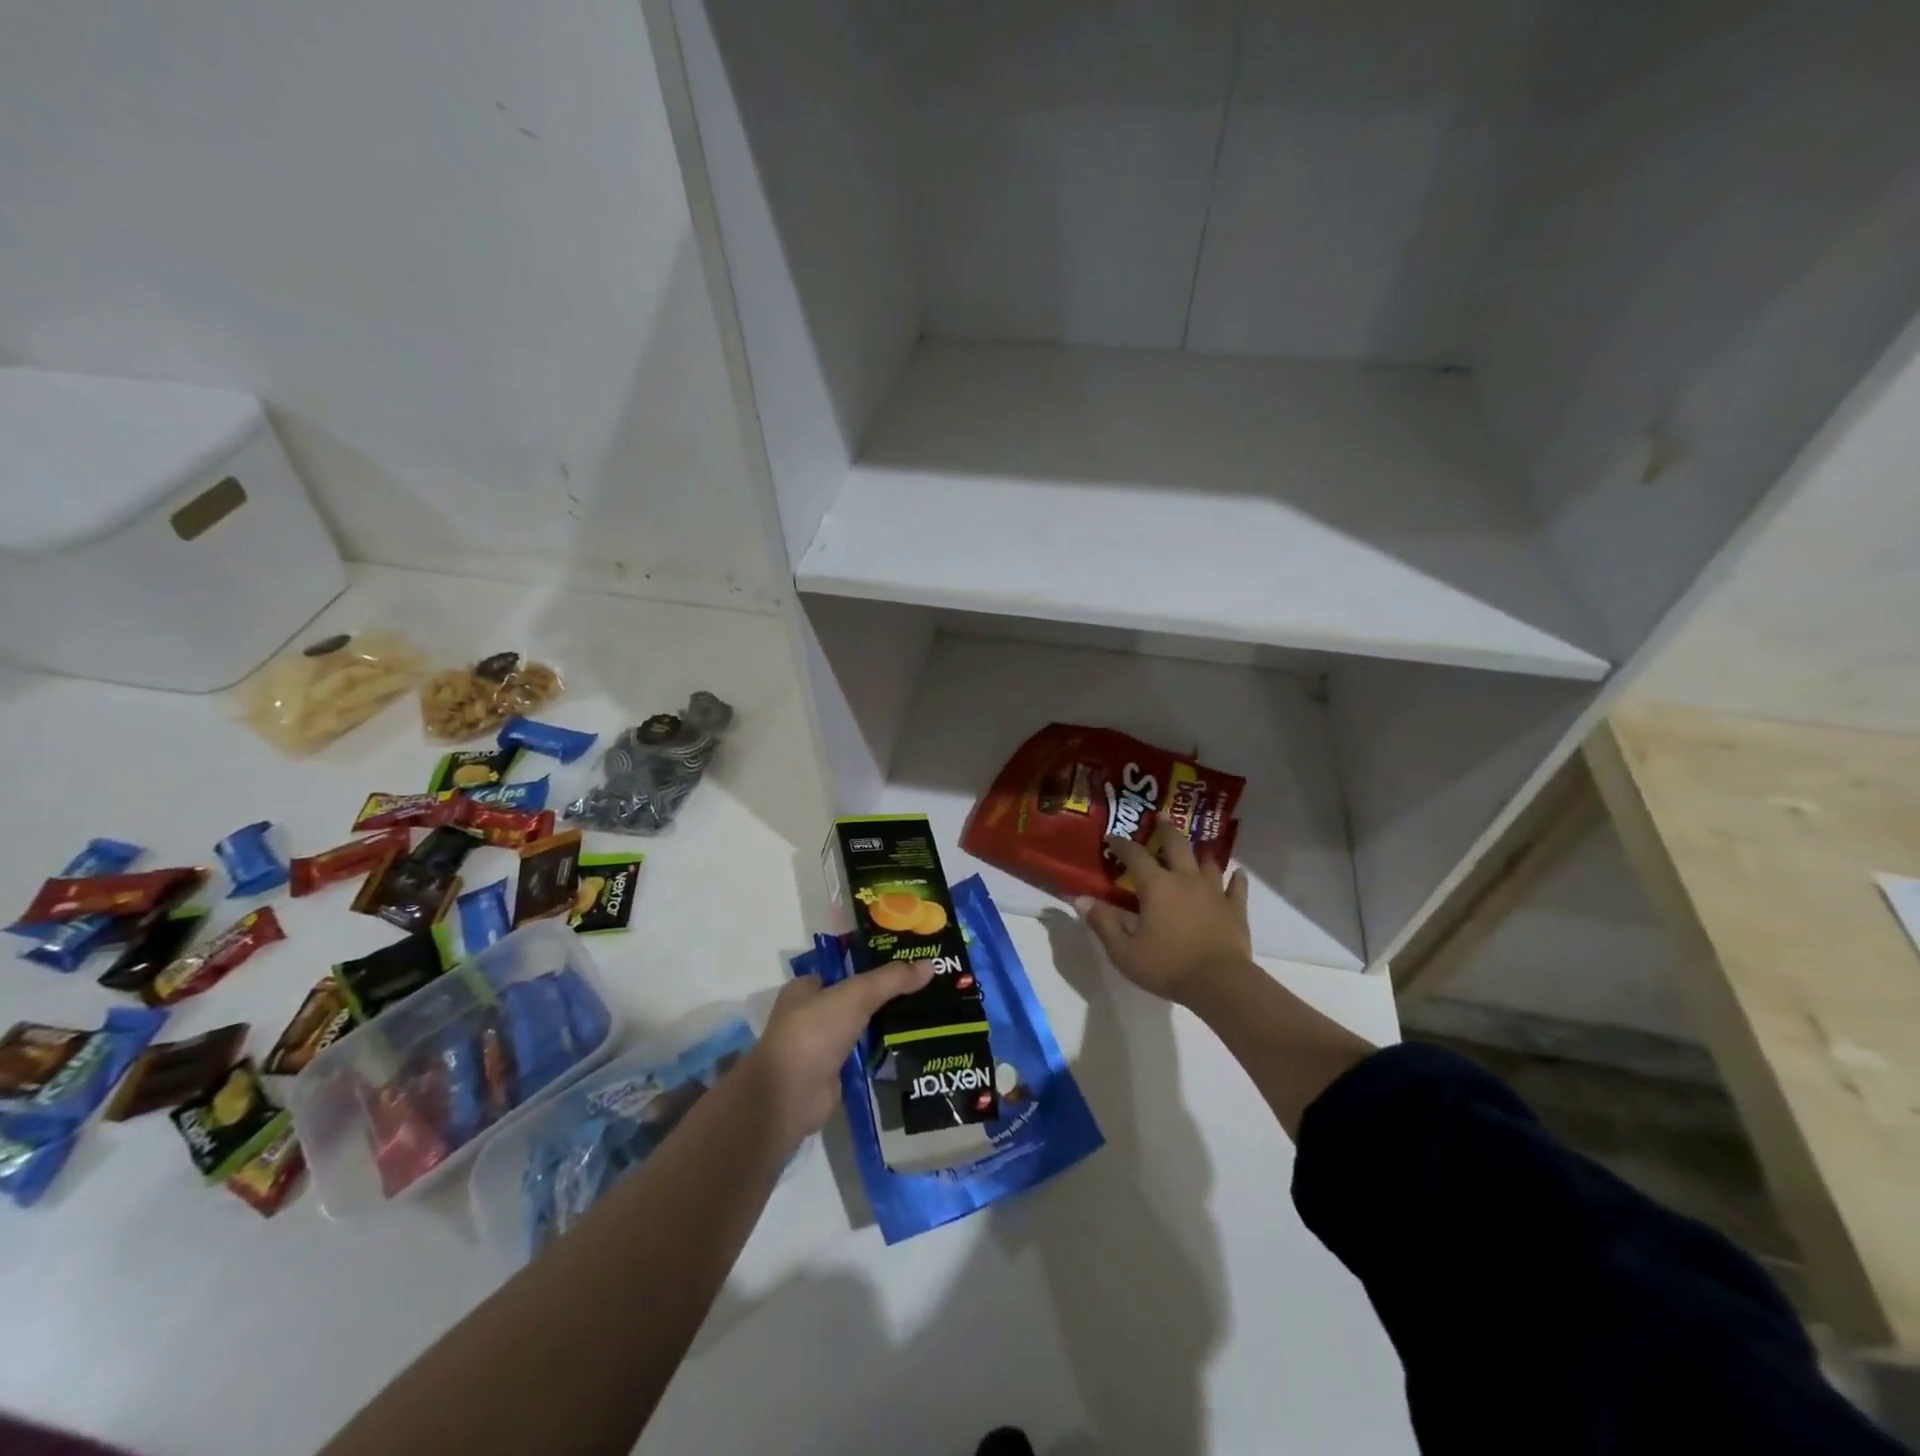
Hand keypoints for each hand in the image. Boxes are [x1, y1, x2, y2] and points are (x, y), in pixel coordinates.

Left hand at [746, 959, 933, 1143]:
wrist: (791, 1095)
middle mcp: (810, 1015)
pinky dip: (883, 1053)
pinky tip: (912, 1046)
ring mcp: (822, 1046)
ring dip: (886, 1025)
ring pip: (861, 1028)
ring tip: (926, 1015)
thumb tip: (930, 965)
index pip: (843, 970)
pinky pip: (864, 1056)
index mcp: (805, 989)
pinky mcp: (834, 1074)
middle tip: (923, 989)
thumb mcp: (856, 996)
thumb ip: (891, 980)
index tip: (905, 965)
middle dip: (885, 997)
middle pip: (855, 999)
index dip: (872, 965)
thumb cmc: (815, 1032)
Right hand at [1075, 819, 1250, 1005]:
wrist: (1219, 983)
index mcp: (1156, 886)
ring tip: (1197, 847)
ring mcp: (1214, 892)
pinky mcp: (1235, 909)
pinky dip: (1236, 879)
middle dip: (1166, 829)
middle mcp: (1185, 879)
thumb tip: (1080, 899)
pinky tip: (1237, 873)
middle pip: (1176, 844)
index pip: (1135, 855)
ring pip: (1208, 862)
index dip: (1122, 844)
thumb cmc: (1167, 966)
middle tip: (1161, 816)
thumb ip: (1102, 923)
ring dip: (1200, 852)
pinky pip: (1236, 888)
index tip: (1112, 837)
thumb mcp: (1124, 951)